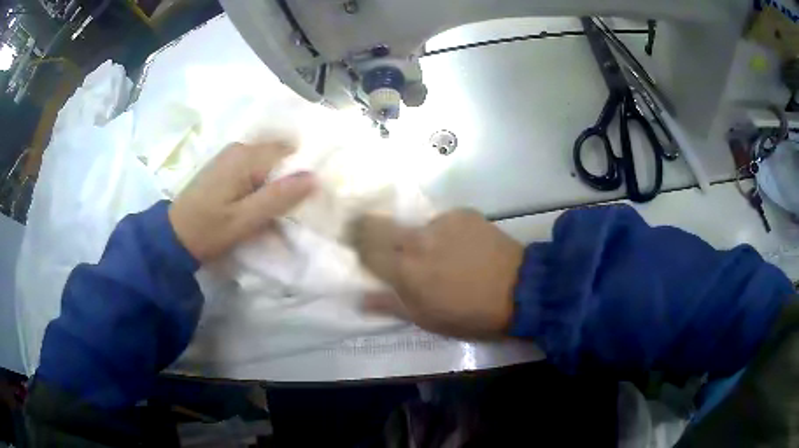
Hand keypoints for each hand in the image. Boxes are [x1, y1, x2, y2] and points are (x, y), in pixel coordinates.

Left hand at [169, 142, 314, 262]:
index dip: (302, 171)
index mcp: (246, 157)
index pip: (289, 152)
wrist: (174, 236)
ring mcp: (231, 155)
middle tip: (293, 206)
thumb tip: (314, 177)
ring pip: (268, 162)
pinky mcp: (226, 165)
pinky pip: (255, 167)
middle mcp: (240, 148)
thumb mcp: (245, 219)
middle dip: (290, 176)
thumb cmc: (209, 229)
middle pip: (279, 154)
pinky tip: (260, 201)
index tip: (307, 197)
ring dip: (276, 181)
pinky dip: (263, 182)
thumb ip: (278, 197)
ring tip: (278, 207)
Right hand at [352, 210, 523, 338]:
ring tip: (439, 254)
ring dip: (416, 237)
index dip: (354, 244)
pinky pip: (442, 221)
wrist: (521, 290)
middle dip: (369, 229)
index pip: (363, 246)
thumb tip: (360, 298)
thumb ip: (389, 304)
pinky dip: (444, 233)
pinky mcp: (463, 213)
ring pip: (414, 225)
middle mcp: (417, 238)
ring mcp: (442, 221)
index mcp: (405, 268)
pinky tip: (462, 247)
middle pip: (378, 224)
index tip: (352, 245)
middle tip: (380, 243)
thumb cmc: (470, 314)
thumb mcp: (426, 319)